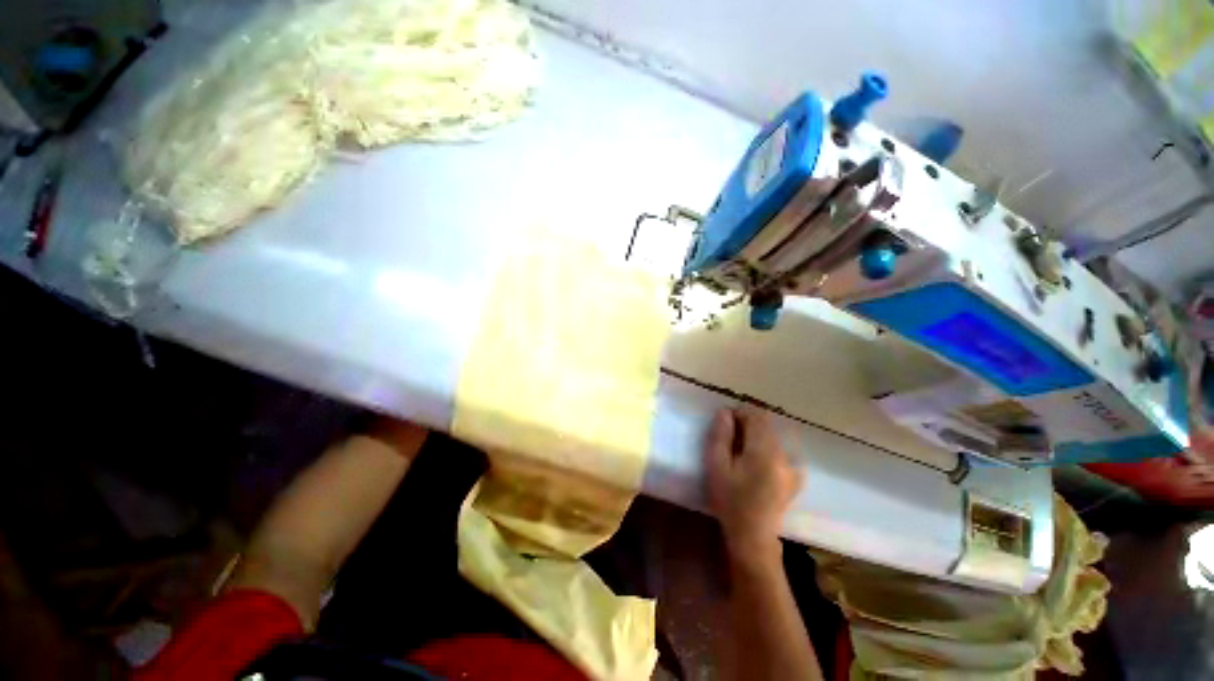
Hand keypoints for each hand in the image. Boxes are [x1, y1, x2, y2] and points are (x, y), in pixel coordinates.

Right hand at [704, 407, 803, 565]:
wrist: (752, 536)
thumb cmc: (730, 500)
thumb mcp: (716, 466)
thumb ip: (720, 436)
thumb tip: (725, 412)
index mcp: (764, 450)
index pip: (756, 415)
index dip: (739, 413)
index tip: (724, 422)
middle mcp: (783, 454)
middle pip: (766, 424)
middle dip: (747, 423)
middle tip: (728, 436)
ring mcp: (791, 466)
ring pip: (773, 436)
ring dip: (756, 435)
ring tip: (739, 450)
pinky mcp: (794, 477)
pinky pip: (780, 450)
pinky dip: (766, 447)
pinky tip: (754, 462)